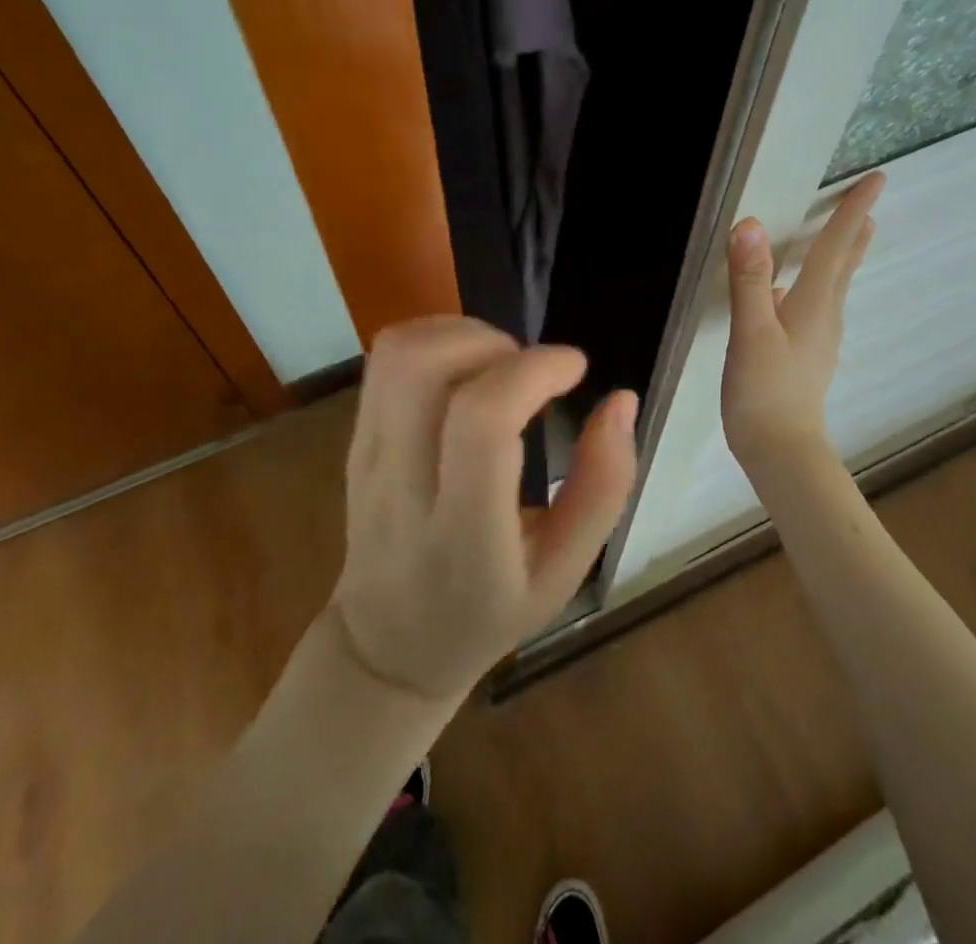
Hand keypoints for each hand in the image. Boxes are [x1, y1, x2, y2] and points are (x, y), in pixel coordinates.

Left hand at [329, 318, 637, 703]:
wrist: (388, 642)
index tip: (575, 368)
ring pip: (398, 354)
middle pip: (422, 368)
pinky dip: (435, 339)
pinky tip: (468, 370)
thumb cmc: (488, 611)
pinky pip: (384, 359)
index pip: (480, 422)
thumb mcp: (565, 571)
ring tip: (500, 365)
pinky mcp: (354, 437)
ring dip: (461, 334)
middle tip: (530, 368)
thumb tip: (621, 400)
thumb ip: (602, 487)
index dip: (532, 372)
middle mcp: (402, 486)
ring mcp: (367, 457)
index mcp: (462, 533)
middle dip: (491, 341)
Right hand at [721, 172, 884, 468]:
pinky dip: (818, 283)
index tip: (876, 179)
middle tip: (869, 204)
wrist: (780, 450)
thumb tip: (749, 225)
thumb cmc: (765, 391)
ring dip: (841, 255)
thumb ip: (751, 280)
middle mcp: (824, 316)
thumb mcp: (751, 332)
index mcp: (814, 304)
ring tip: (846, 237)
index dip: (852, 211)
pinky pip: (816, 304)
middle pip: (844, 265)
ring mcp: (818, 338)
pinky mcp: (806, 355)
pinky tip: (793, 292)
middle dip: (855, 232)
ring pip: (833, 285)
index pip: (836, 247)